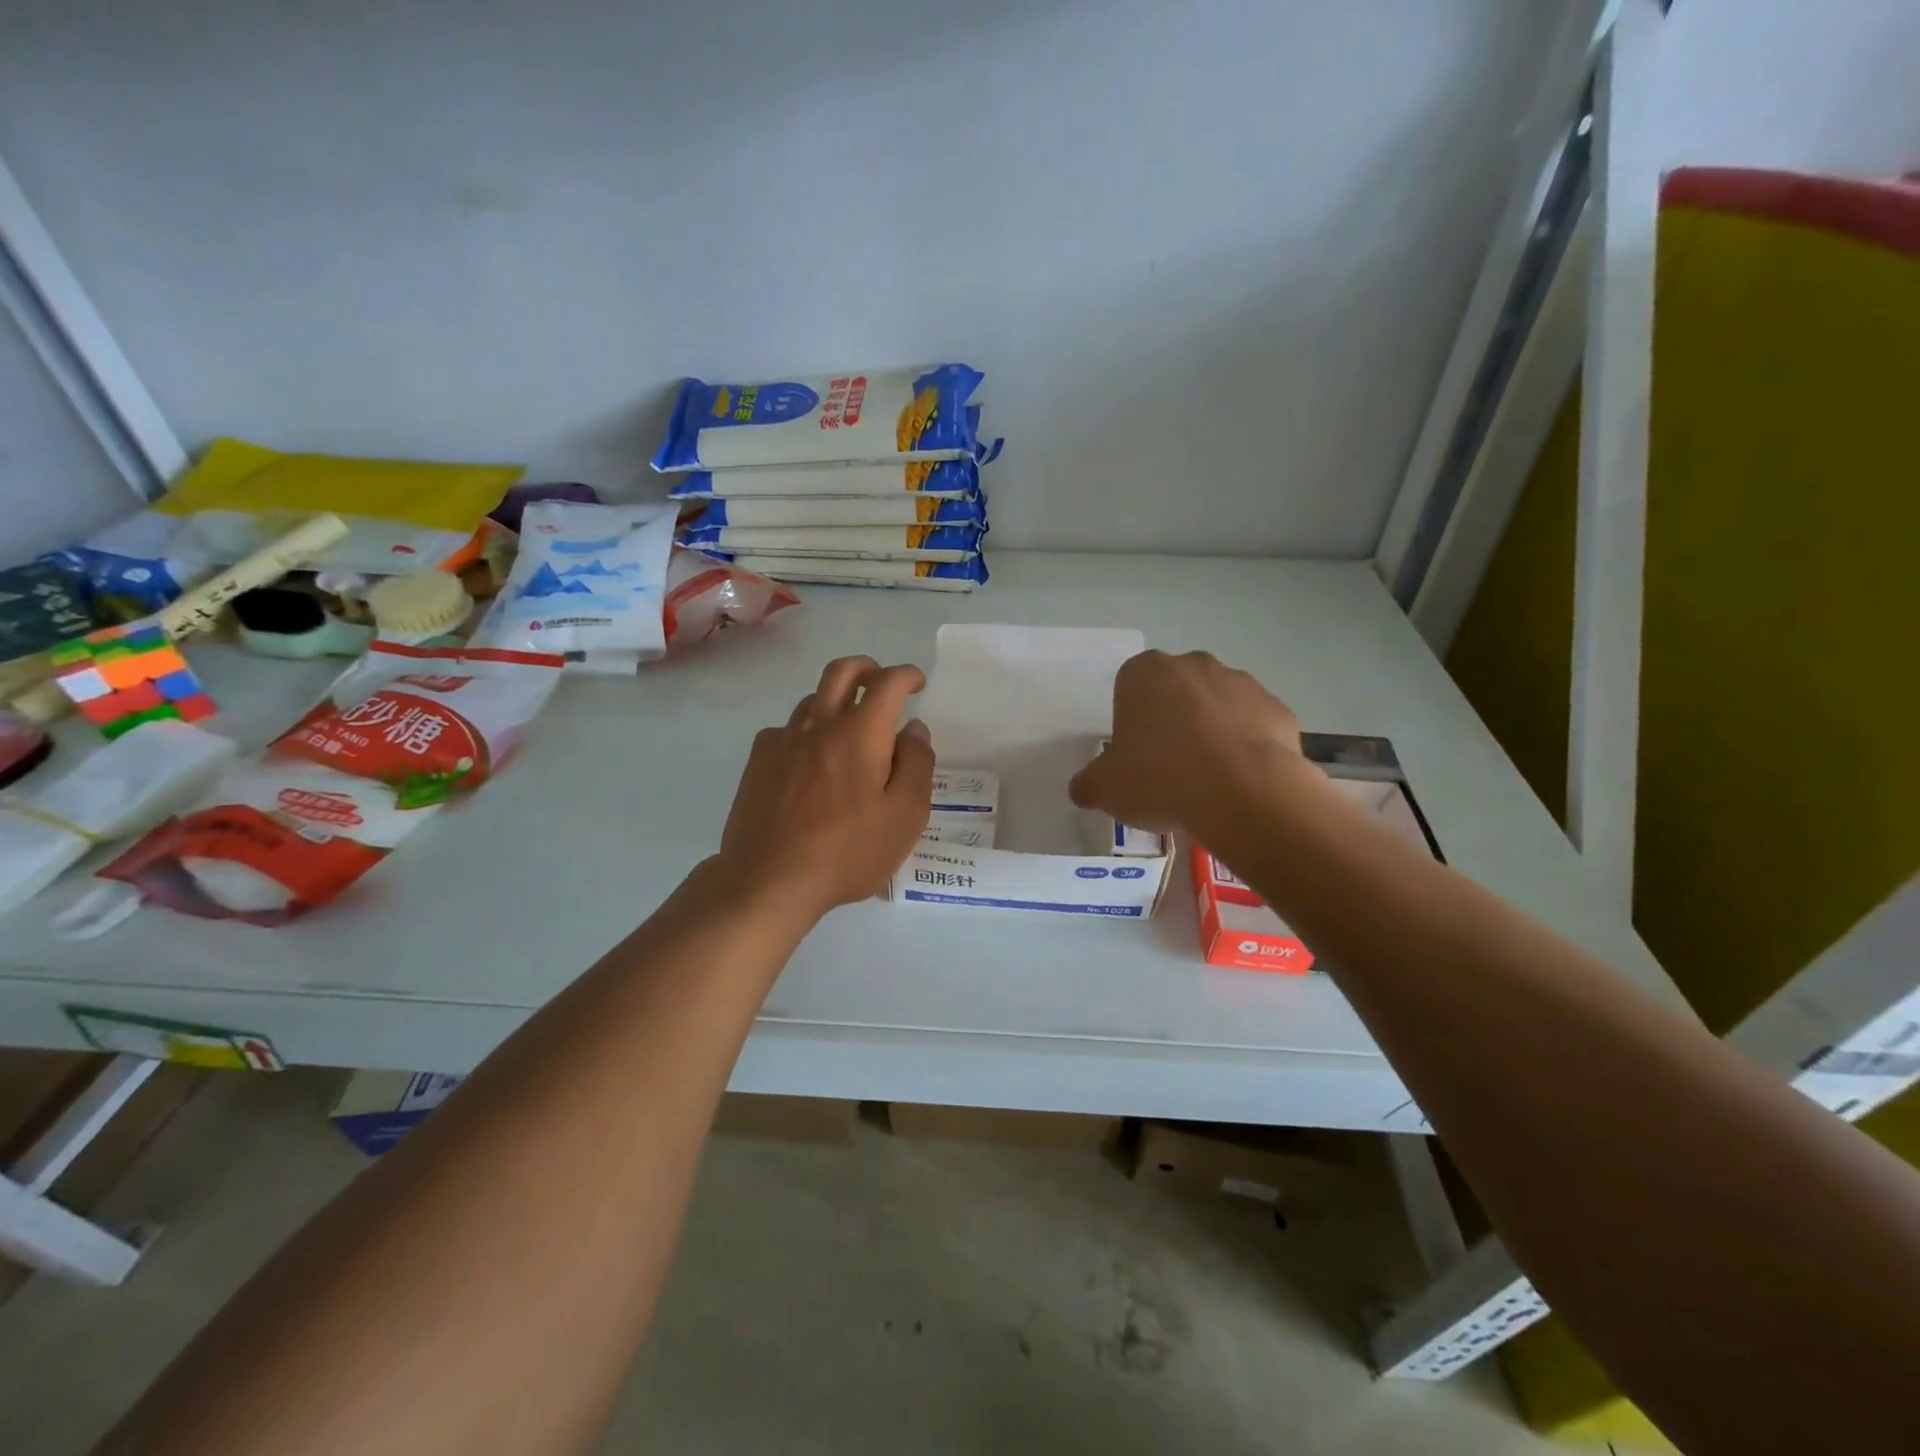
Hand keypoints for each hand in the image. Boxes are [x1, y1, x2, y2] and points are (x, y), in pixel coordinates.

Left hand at [717, 656, 934, 919]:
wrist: (769, 880)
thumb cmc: (848, 852)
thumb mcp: (905, 815)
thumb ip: (916, 764)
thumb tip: (913, 728)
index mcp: (860, 733)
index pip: (887, 682)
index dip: (906, 675)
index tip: (917, 683)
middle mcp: (820, 724)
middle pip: (842, 671)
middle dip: (867, 668)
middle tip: (881, 684)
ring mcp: (783, 740)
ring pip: (813, 699)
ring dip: (836, 700)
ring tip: (850, 728)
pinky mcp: (758, 762)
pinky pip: (786, 729)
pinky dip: (806, 731)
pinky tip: (810, 760)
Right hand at [1069, 650, 1306, 842]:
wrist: (1244, 792)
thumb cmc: (1161, 778)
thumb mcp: (1106, 788)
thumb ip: (1089, 783)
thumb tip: (1082, 787)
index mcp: (1144, 673)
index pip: (1129, 687)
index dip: (1131, 722)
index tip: (1136, 756)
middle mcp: (1193, 665)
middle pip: (1176, 691)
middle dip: (1173, 720)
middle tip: (1169, 768)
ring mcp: (1241, 683)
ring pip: (1217, 705)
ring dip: (1212, 731)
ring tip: (1209, 780)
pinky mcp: (1278, 709)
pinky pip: (1254, 726)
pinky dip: (1247, 747)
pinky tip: (1241, 781)